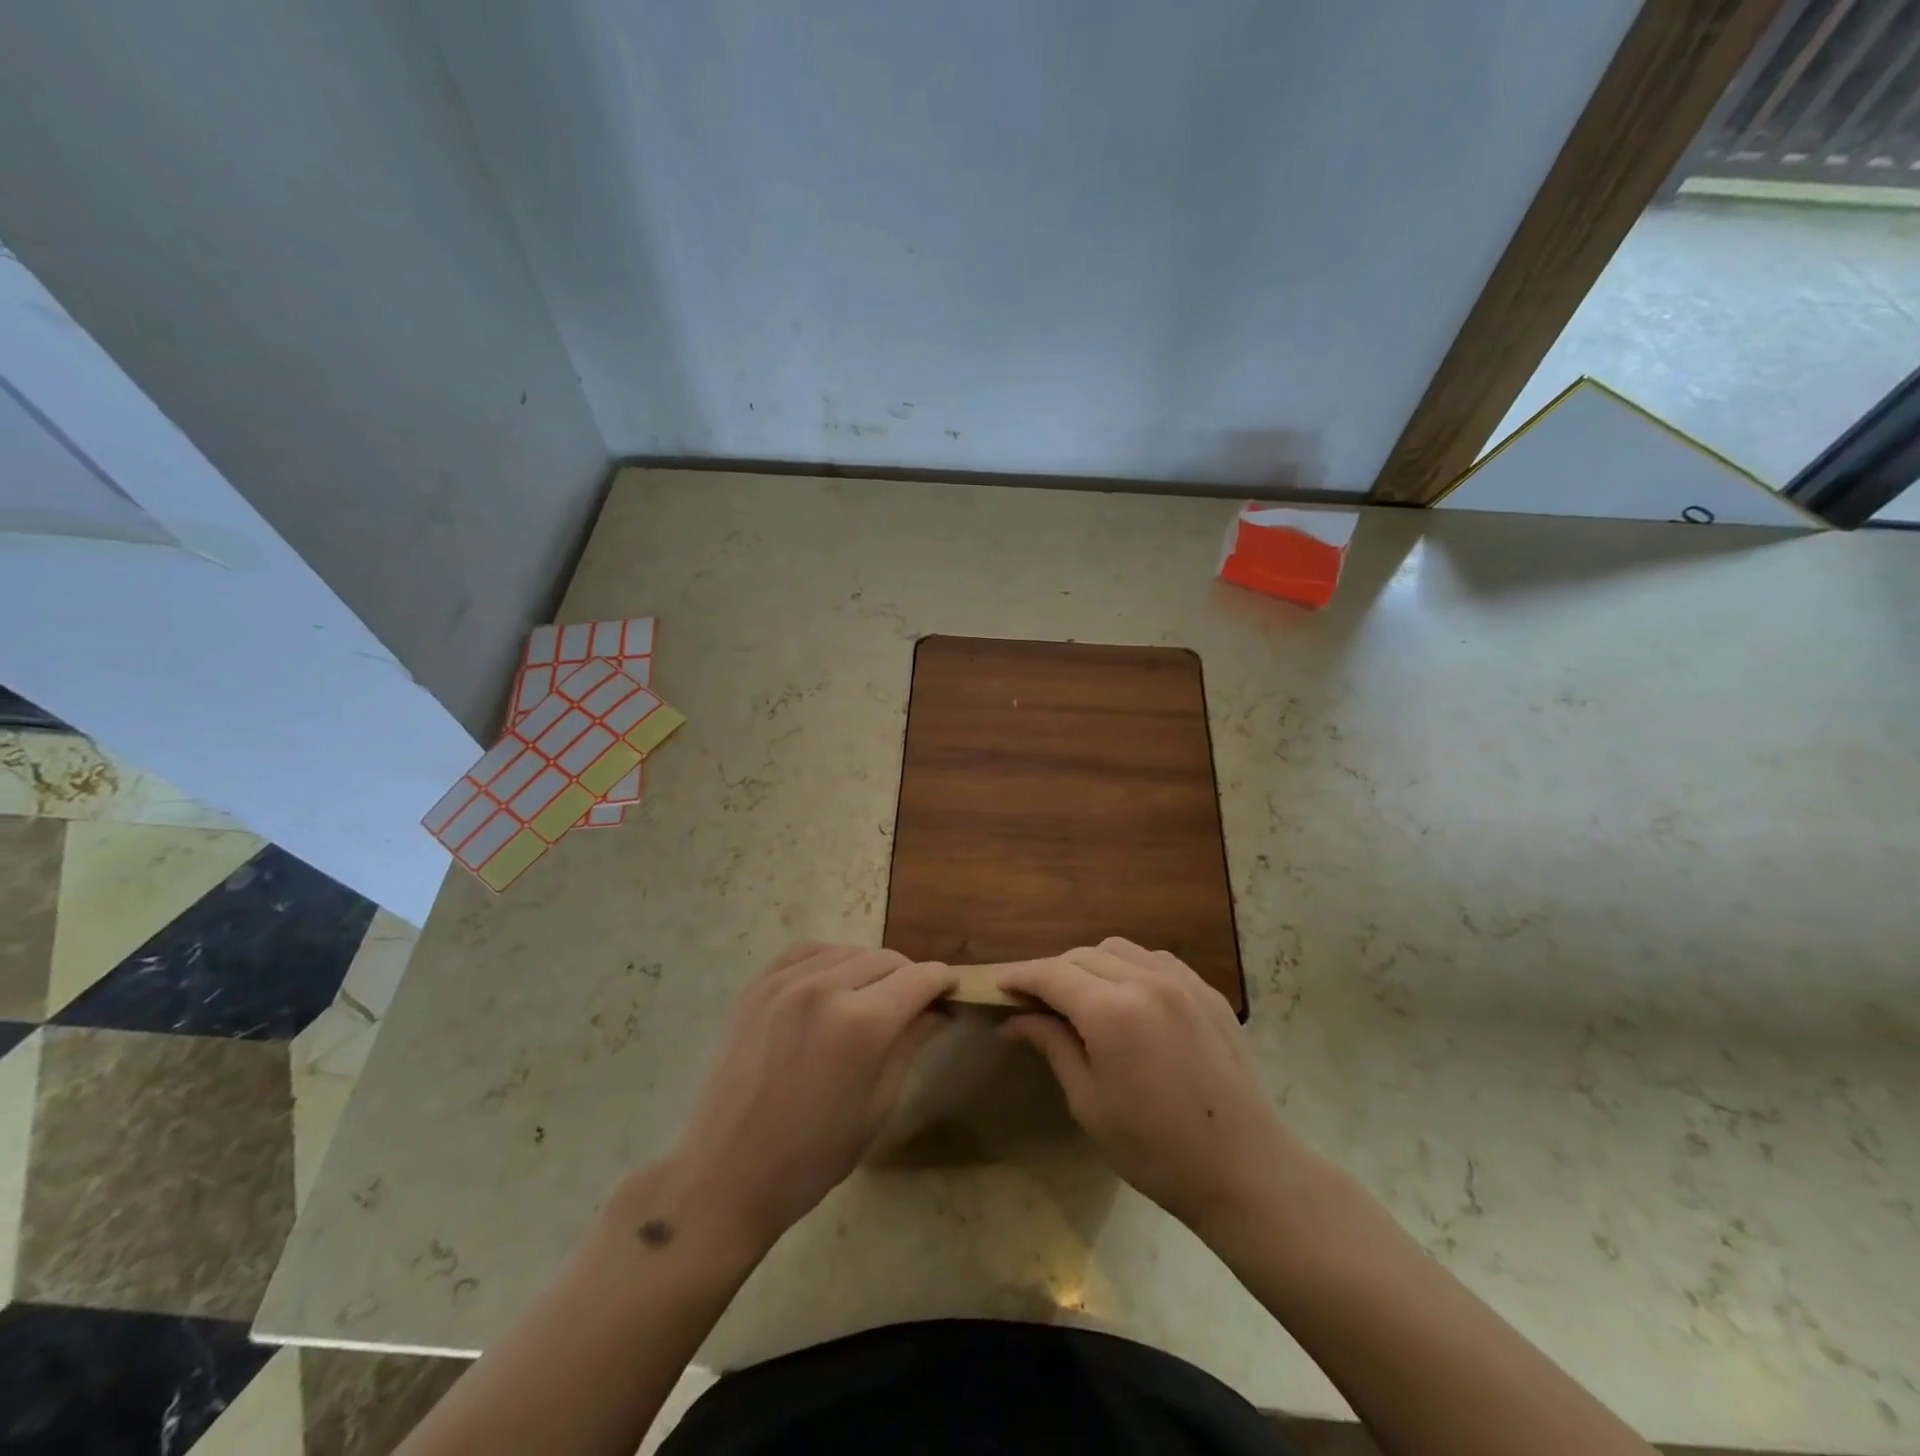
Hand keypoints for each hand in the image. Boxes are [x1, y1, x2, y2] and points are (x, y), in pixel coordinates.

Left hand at [661, 943, 953, 1253]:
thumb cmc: (812, 1156)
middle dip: (909, 976)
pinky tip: (833, 982)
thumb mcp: (877, 1106)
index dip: (942, 982)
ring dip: (871, 967)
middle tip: (915, 1003)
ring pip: (848, 951)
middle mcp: (825, 987)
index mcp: (862, 1023)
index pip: (919, 979)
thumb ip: (910, 1045)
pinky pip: (807, 952)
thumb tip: (937, 1011)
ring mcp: (785, 982)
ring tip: (873, 996)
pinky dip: (830, 959)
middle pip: (886, 959)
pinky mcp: (757, 986)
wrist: (725, 1175)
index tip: (950, 992)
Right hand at [998, 939, 1296, 1237]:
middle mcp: (1145, 981)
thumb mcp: (1089, 1101)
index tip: (1000, 986)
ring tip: (1082, 997)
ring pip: (1120, 949)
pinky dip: (1130, 967)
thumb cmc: (1154, 1149)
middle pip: (1083, 955)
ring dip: (1091, 964)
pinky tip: (1127, 997)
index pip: (1052, 974)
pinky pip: (1156, 960)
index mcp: (1111, 1011)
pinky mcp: (1207, 991)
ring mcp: (1182, 981)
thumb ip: (1052, 1045)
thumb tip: (1014, 1019)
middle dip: (1053, 972)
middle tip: (1036, 1001)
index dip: (1021, 976)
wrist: (1243, 1169)